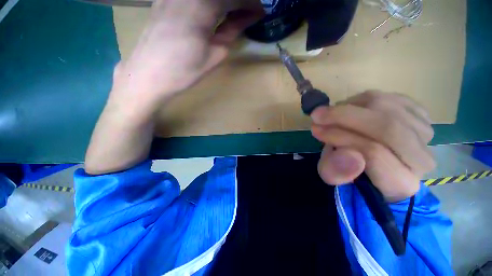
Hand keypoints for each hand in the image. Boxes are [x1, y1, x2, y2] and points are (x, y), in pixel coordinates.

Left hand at [109, 0, 262, 110]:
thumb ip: (231, 32)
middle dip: (238, 1)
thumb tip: (246, 18)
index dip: (251, 3)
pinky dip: (207, 3)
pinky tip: (211, 12)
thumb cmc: (184, 71)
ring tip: (231, 15)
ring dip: (223, 2)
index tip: (260, 12)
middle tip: (247, 13)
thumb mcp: (215, 55)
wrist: (148, 75)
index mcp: (202, 6)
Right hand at [311, 91, 434, 201]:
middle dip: (344, 116)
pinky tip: (352, 109)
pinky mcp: (420, 115)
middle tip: (318, 114)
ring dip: (350, 106)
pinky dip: (364, 100)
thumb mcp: (333, 176)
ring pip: (387, 107)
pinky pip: (390, 97)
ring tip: (332, 114)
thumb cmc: (349, 170)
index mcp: (400, 183)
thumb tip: (349, 155)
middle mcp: (421, 159)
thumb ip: (336, 171)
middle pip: (387, 126)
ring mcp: (425, 134)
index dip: (340, 137)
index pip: (373, 152)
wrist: (369, 160)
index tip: (316, 129)